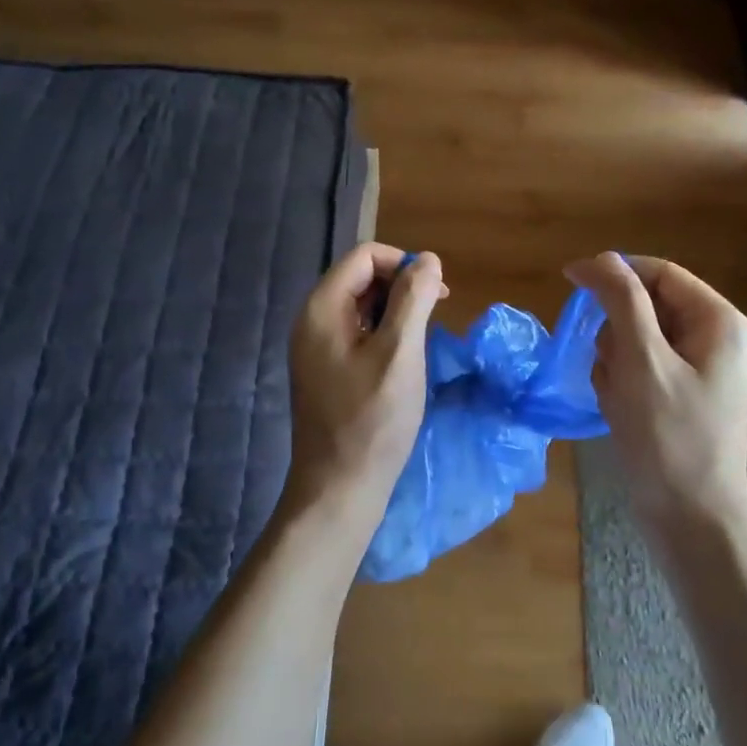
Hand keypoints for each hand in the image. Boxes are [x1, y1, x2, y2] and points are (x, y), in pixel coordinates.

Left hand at [283, 243, 445, 528]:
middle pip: (360, 277)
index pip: (364, 256)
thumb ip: (413, 299)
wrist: (338, 489)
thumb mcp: (400, 353)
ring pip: (361, 305)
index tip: (435, 295)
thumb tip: (427, 258)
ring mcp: (315, 346)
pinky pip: (356, 331)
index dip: (402, 264)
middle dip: (400, 286)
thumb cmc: (372, 420)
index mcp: (322, 308)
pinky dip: (383, 333)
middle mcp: (312, 320)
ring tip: (420, 340)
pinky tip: (402, 360)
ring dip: (395, 311)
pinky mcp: (325, 368)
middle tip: (433, 317)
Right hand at [565, 252, 746, 537]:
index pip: (660, 273)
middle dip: (617, 330)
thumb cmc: (668, 437)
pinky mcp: (688, 397)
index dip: (615, 272)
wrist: (692, 522)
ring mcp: (705, 371)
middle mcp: (719, 340)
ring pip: (641, 339)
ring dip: (616, 360)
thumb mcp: (641, 360)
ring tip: (614, 394)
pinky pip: (645, 368)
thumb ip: (622, 300)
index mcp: (721, 323)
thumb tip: (599, 258)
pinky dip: (623, 382)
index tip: (570, 282)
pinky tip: (619, 410)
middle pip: (650, 306)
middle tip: (606, 364)